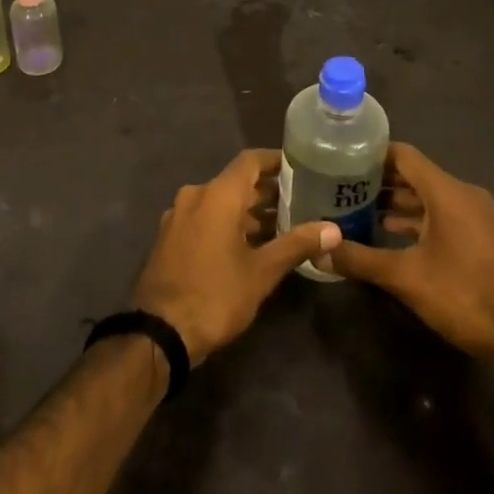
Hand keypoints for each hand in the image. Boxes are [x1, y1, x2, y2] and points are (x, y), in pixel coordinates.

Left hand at [130, 149, 341, 366]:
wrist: (159, 332)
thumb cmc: (215, 295)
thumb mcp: (261, 272)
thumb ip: (296, 245)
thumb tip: (334, 230)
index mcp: (216, 194)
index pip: (250, 161)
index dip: (276, 160)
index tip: (302, 166)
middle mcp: (195, 195)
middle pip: (236, 182)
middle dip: (268, 191)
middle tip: (302, 201)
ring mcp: (179, 216)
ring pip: (220, 202)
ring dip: (249, 211)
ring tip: (283, 226)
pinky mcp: (171, 237)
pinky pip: (205, 218)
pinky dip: (228, 224)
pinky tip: (250, 245)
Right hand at [329, 143, 493, 366]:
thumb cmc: (466, 297)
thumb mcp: (406, 278)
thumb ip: (361, 260)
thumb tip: (319, 251)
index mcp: (447, 192)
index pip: (403, 155)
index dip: (370, 154)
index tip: (340, 159)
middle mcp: (464, 195)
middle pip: (415, 175)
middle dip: (379, 181)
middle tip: (342, 187)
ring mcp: (478, 216)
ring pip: (429, 197)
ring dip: (397, 203)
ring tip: (359, 211)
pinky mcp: (484, 238)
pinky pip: (444, 215)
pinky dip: (418, 220)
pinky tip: (392, 235)